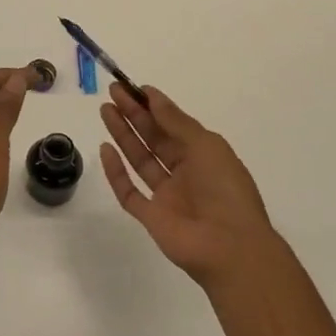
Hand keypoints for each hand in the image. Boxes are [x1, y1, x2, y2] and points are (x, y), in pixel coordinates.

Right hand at [98, 83, 272, 287]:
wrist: (230, 247)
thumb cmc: (225, 190)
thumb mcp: (206, 145)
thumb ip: (176, 122)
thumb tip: (153, 96)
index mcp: (204, 156)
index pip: (174, 126)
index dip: (155, 106)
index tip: (135, 88)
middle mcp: (185, 173)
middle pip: (154, 139)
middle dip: (134, 115)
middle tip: (113, 92)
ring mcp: (166, 196)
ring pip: (139, 160)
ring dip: (123, 135)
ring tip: (105, 110)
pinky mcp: (150, 216)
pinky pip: (128, 191)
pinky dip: (116, 172)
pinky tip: (105, 149)